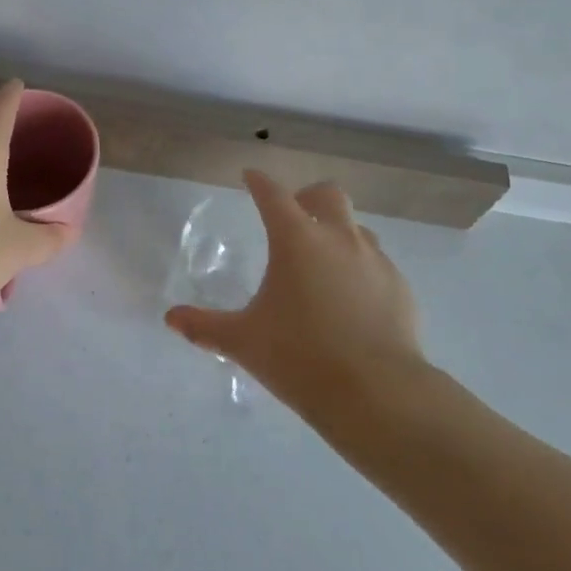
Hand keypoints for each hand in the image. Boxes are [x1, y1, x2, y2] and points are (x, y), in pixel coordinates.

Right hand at [166, 170, 427, 413]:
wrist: (377, 394)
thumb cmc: (299, 357)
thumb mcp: (243, 342)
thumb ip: (205, 326)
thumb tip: (170, 319)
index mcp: (296, 240)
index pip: (273, 194)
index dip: (259, 182)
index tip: (251, 177)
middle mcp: (338, 238)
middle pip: (327, 194)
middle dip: (308, 198)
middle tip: (294, 218)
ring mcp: (375, 260)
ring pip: (357, 228)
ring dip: (338, 233)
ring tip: (324, 264)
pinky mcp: (400, 288)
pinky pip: (378, 264)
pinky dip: (361, 270)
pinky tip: (353, 302)